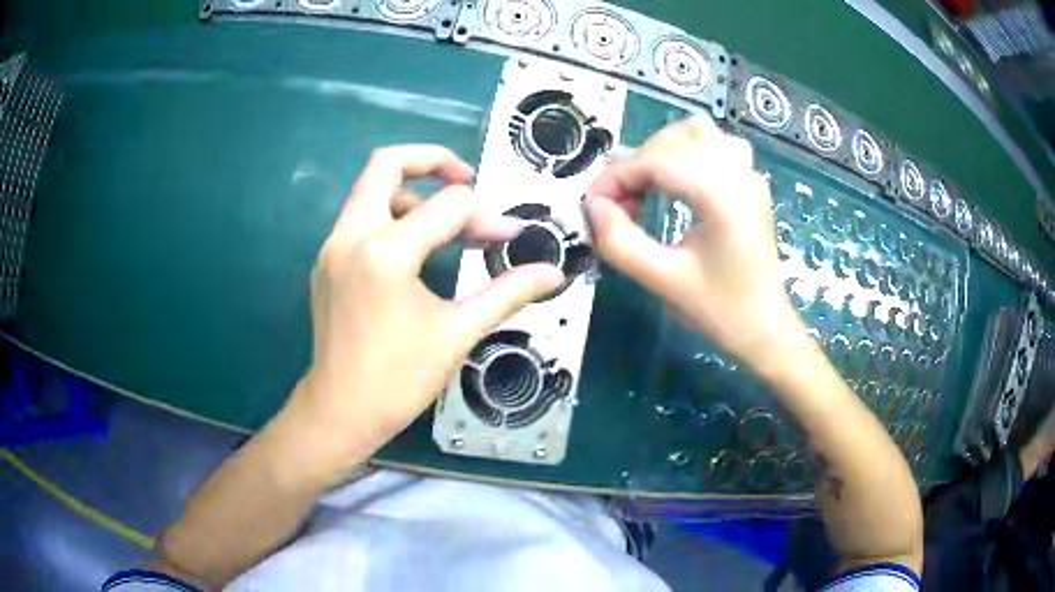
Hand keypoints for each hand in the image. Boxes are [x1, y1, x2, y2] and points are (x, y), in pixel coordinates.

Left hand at [295, 145, 563, 457]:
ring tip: (445, 224)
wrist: (339, 412)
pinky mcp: (326, 262)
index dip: (488, 217)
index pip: (448, 207)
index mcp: (385, 253)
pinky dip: (391, 217)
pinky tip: (414, 250)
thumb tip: (553, 273)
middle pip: (386, 163)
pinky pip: (359, 218)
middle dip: (432, 160)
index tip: (510, 236)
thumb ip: (507, 293)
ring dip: (411, 192)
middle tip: (466, 179)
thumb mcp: (458, 333)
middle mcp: (350, 236)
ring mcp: (332, 247)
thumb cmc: (399, 379)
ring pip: (369, 189)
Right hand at [585, 115, 798, 364]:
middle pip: (672, 140)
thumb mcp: (662, 281)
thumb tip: (594, 206)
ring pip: (696, 132)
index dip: (615, 177)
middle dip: (635, 165)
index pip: (656, 160)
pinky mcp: (751, 181)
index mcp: (722, 195)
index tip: (592, 206)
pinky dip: (689, 152)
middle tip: (618, 205)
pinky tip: (681, 181)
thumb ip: (619, 242)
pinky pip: (716, 144)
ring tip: (646, 186)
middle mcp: (738, 173)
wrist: (764, 327)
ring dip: (662, 150)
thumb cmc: (718, 310)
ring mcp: (749, 173)